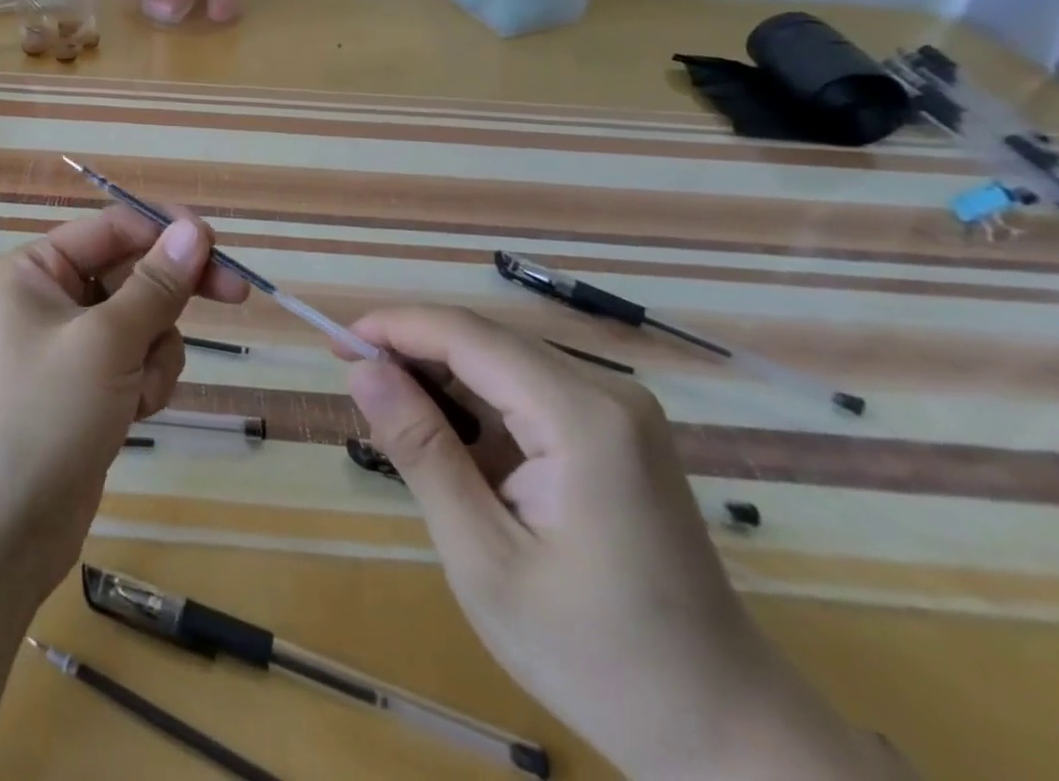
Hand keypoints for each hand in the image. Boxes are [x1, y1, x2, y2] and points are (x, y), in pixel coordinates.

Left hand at [0, 205, 246, 605]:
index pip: (112, 228)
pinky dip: (144, 383)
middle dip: (171, 296)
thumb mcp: (105, 342)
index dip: (166, 232)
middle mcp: (48, 300)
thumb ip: (156, 284)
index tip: (218, 246)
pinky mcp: (85, 390)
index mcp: (34, 271)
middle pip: (131, 274)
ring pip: (141, 323)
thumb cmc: (41, 416)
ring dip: (155, 353)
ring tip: (136, 392)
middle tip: (235, 295)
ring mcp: (67, 349)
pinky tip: (131, 416)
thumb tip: (194, 230)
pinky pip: (134, 363)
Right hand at [347, 308, 909, 779]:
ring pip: (501, 363)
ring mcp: (617, 410)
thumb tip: (360, 371)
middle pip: (484, 342)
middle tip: (356, 392)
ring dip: (442, 384)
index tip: (334, 344)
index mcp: (582, 417)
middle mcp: (606, 391)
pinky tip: (454, 452)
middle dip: (413, 355)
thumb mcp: (484, 557)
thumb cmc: (595, 655)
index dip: (393, 327)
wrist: (725, 732)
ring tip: (397, 430)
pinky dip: (477, 410)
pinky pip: (526, 392)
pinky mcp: (615, 430)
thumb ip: (421, 451)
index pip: (466, 334)